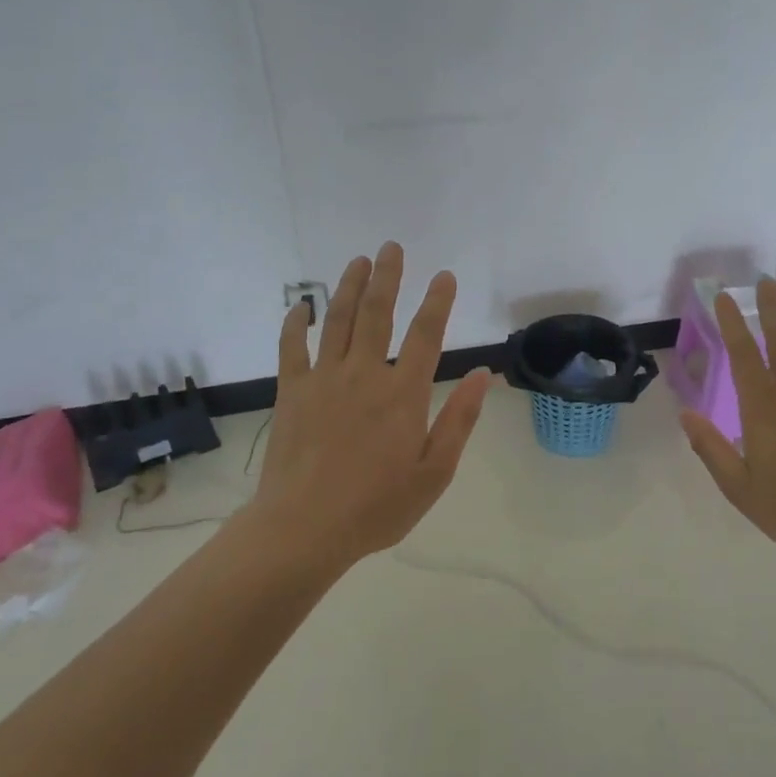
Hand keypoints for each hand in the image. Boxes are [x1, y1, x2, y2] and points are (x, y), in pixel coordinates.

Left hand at [248, 242, 492, 571]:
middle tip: (392, 247)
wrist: (304, 528)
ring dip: (349, 287)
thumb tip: (484, 374)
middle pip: (378, 313)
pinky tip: (301, 306)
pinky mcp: (291, 392)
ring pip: (338, 321)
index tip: (445, 276)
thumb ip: (460, 419)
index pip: (426, 335)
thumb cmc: (377, 506)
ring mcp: (323, 380)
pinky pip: (292, 348)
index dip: (438, 302)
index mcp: (403, 394)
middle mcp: (364, 375)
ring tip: (358, 260)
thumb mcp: (434, 472)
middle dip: (388, 277)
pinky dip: (295, 323)